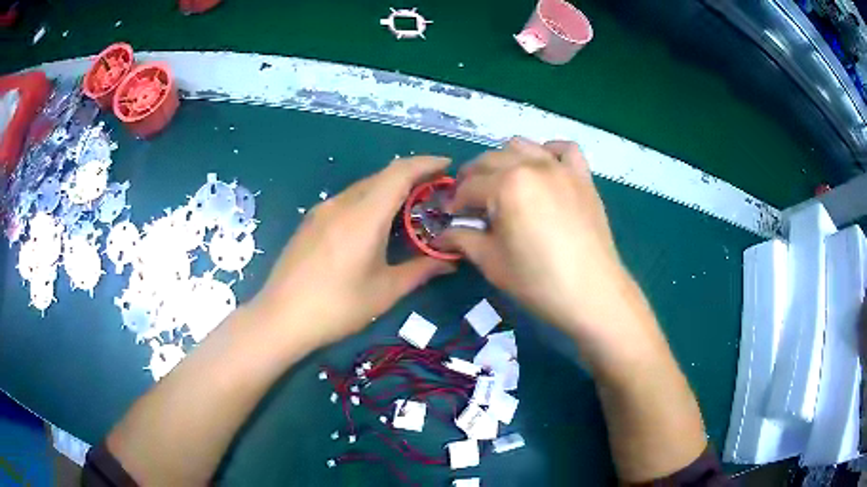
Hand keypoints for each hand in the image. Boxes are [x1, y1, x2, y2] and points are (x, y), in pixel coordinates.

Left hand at [250, 157, 456, 347]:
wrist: (281, 318)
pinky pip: (347, 200)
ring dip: (389, 190)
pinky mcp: (310, 222)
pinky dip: (369, 202)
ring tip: (408, 210)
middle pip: (382, 176)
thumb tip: (450, 261)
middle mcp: (342, 203)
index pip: (400, 173)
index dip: (427, 163)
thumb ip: (421, 270)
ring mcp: (322, 211)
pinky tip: (374, 225)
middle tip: (435, 194)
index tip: (447, 165)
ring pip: (363, 188)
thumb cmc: (337, 307)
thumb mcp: (385, 291)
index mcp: (364, 215)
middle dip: (412, 177)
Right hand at [442, 138, 632, 342]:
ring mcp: (560, 168)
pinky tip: (543, 168)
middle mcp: (532, 165)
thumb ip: (462, 240)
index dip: (454, 202)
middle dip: (472, 179)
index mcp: (506, 185)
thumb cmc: (538, 281)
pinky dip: (549, 152)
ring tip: (502, 185)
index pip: (468, 187)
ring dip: (504, 161)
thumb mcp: (491, 262)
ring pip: (522, 146)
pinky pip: (564, 149)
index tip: (449, 217)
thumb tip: (440, 235)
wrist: (592, 293)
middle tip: (469, 204)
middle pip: (490, 160)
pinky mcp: (582, 177)